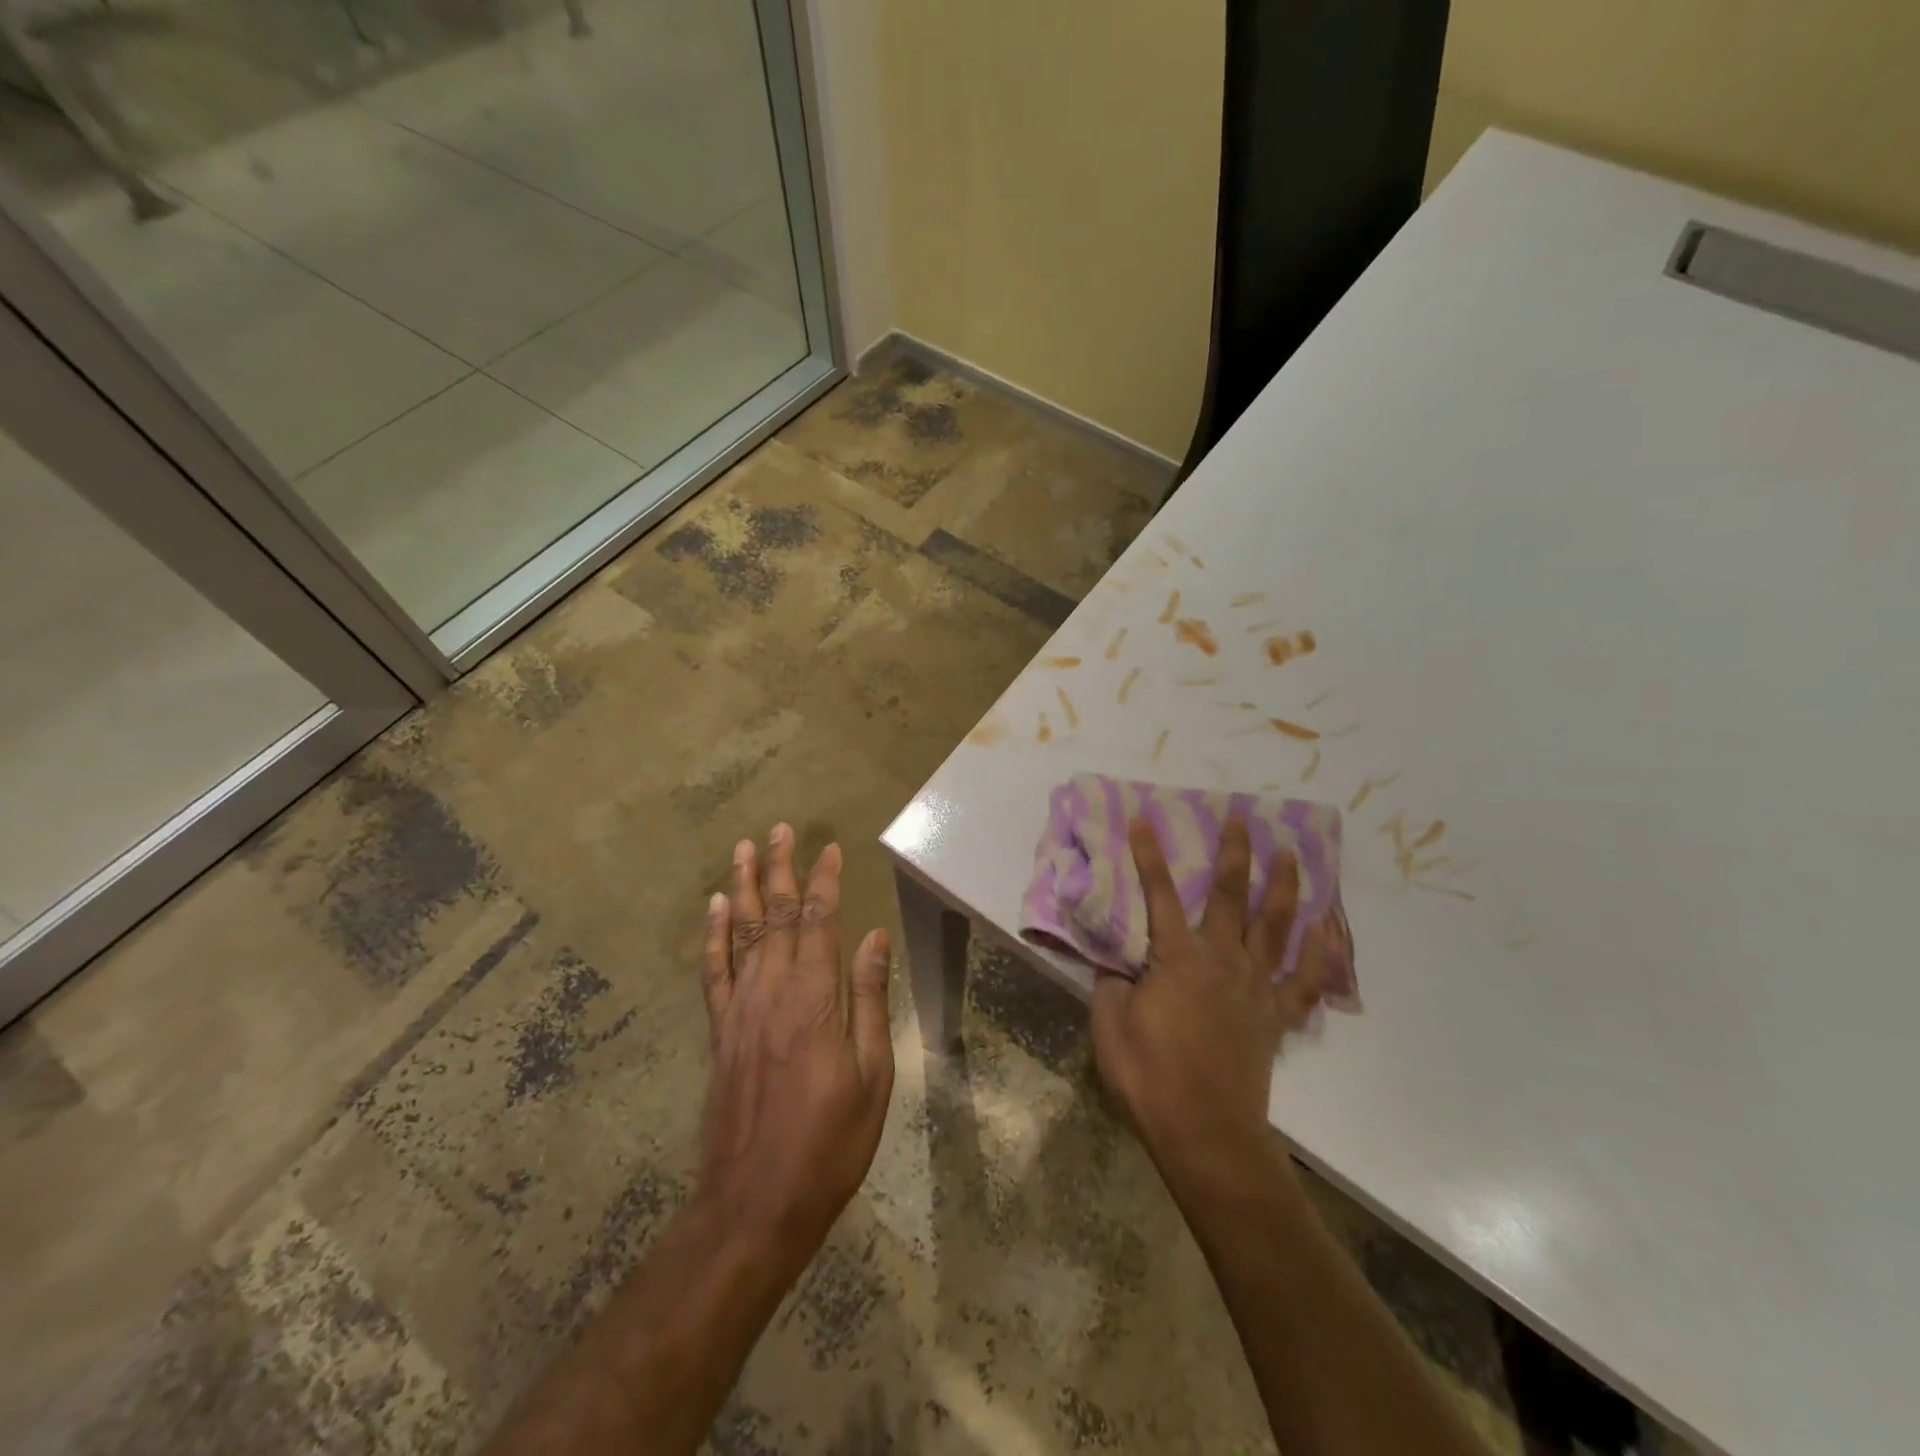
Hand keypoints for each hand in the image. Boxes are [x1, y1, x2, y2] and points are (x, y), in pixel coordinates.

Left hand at [698, 824, 893, 1264]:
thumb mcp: (873, 1076)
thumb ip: (870, 1000)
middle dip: (779, 869)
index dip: (823, 882)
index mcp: (815, 1000)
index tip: (830, 848)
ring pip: (739, 932)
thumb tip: (876, 938)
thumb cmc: (830, 1143)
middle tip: (780, 829)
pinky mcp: (719, 1033)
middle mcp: (772, 992)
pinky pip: (713, 971)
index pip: (819, 922)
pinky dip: (712, 935)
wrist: (755, 1204)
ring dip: (742, 887)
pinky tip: (714, 908)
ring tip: (744, 848)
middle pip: (774, 916)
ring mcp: (739, 1010)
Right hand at [1092, 817, 1351, 1176]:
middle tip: (1242, 818)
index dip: (1149, 854)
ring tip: (1291, 854)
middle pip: (1232, 897)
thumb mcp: (1109, 1025)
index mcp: (1178, 958)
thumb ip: (1112, 983)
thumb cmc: (1149, 1077)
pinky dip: (1321, 954)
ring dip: (1284, 886)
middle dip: (1235, 853)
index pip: (1160, 894)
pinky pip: (1305, 980)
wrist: (1206, 1133)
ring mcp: (1256, 987)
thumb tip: (1117, 962)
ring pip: (1276, 926)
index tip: (1144, 818)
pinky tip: (1330, 930)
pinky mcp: (1275, 1017)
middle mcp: (1222, 960)